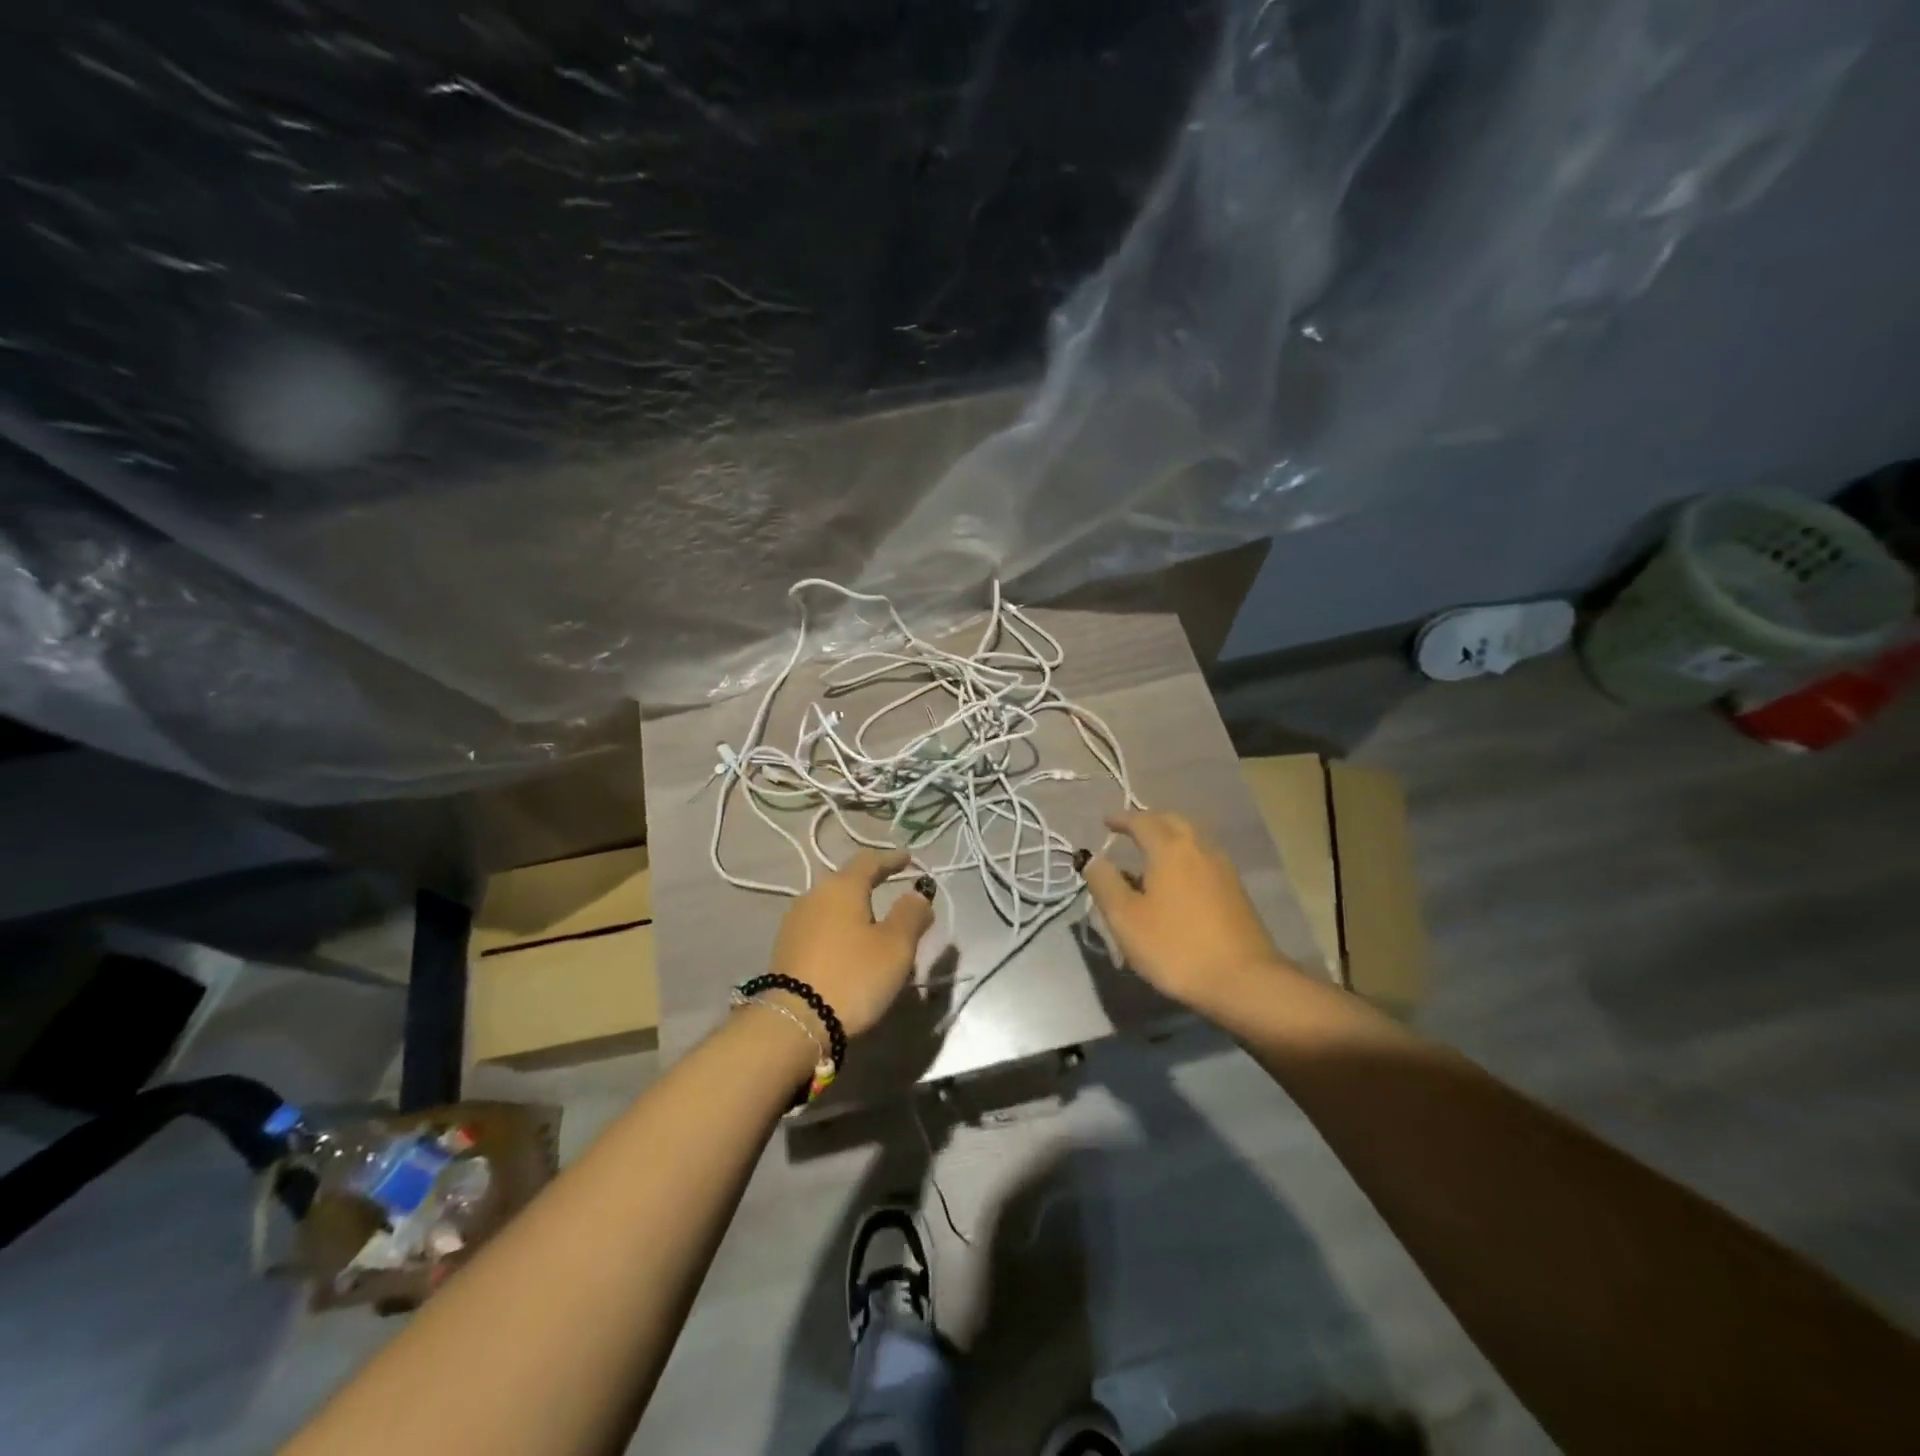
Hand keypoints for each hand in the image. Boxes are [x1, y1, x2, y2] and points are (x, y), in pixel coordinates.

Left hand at [771, 849, 934, 1037]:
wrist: (794, 1022)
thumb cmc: (853, 976)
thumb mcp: (896, 946)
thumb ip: (911, 915)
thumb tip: (917, 895)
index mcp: (842, 887)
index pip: (869, 860)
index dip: (891, 859)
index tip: (908, 859)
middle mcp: (814, 895)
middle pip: (847, 881)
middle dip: (871, 883)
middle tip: (891, 888)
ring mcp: (795, 921)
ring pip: (831, 904)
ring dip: (853, 908)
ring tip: (872, 922)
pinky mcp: (785, 947)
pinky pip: (820, 926)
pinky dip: (838, 928)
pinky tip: (847, 944)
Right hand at [1083, 810, 1291, 1017]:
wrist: (1244, 981)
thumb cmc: (1176, 947)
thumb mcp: (1126, 919)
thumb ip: (1105, 883)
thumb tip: (1094, 860)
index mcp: (1170, 849)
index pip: (1142, 821)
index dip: (1121, 819)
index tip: (1106, 822)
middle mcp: (1199, 848)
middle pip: (1172, 821)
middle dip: (1149, 821)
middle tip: (1130, 831)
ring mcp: (1223, 868)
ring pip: (1193, 838)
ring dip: (1170, 836)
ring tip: (1152, 854)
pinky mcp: (1236, 890)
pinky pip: (1204, 857)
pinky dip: (1186, 855)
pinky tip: (1179, 879)